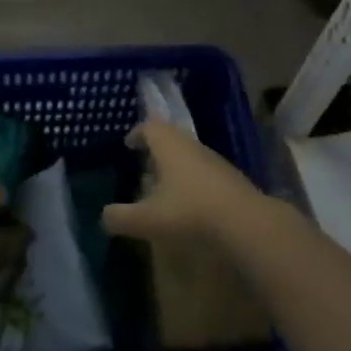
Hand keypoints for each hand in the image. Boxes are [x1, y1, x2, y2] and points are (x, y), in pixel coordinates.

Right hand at [102, 119, 264, 243]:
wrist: (247, 223)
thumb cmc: (190, 212)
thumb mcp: (148, 219)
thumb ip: (121, 217)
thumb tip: (103, 216)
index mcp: (169, 145)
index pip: (149, 126)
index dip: (137, 133)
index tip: (128, 144)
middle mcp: (192, 145)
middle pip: (170, 138)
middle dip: (155, 150)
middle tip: (143, 166)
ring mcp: (214, 161)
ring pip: (189, 155)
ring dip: (175, 166)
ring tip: (163, 188)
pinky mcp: (231, 179)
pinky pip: (204, 172)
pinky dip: (192, 181)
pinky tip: (189, 203)